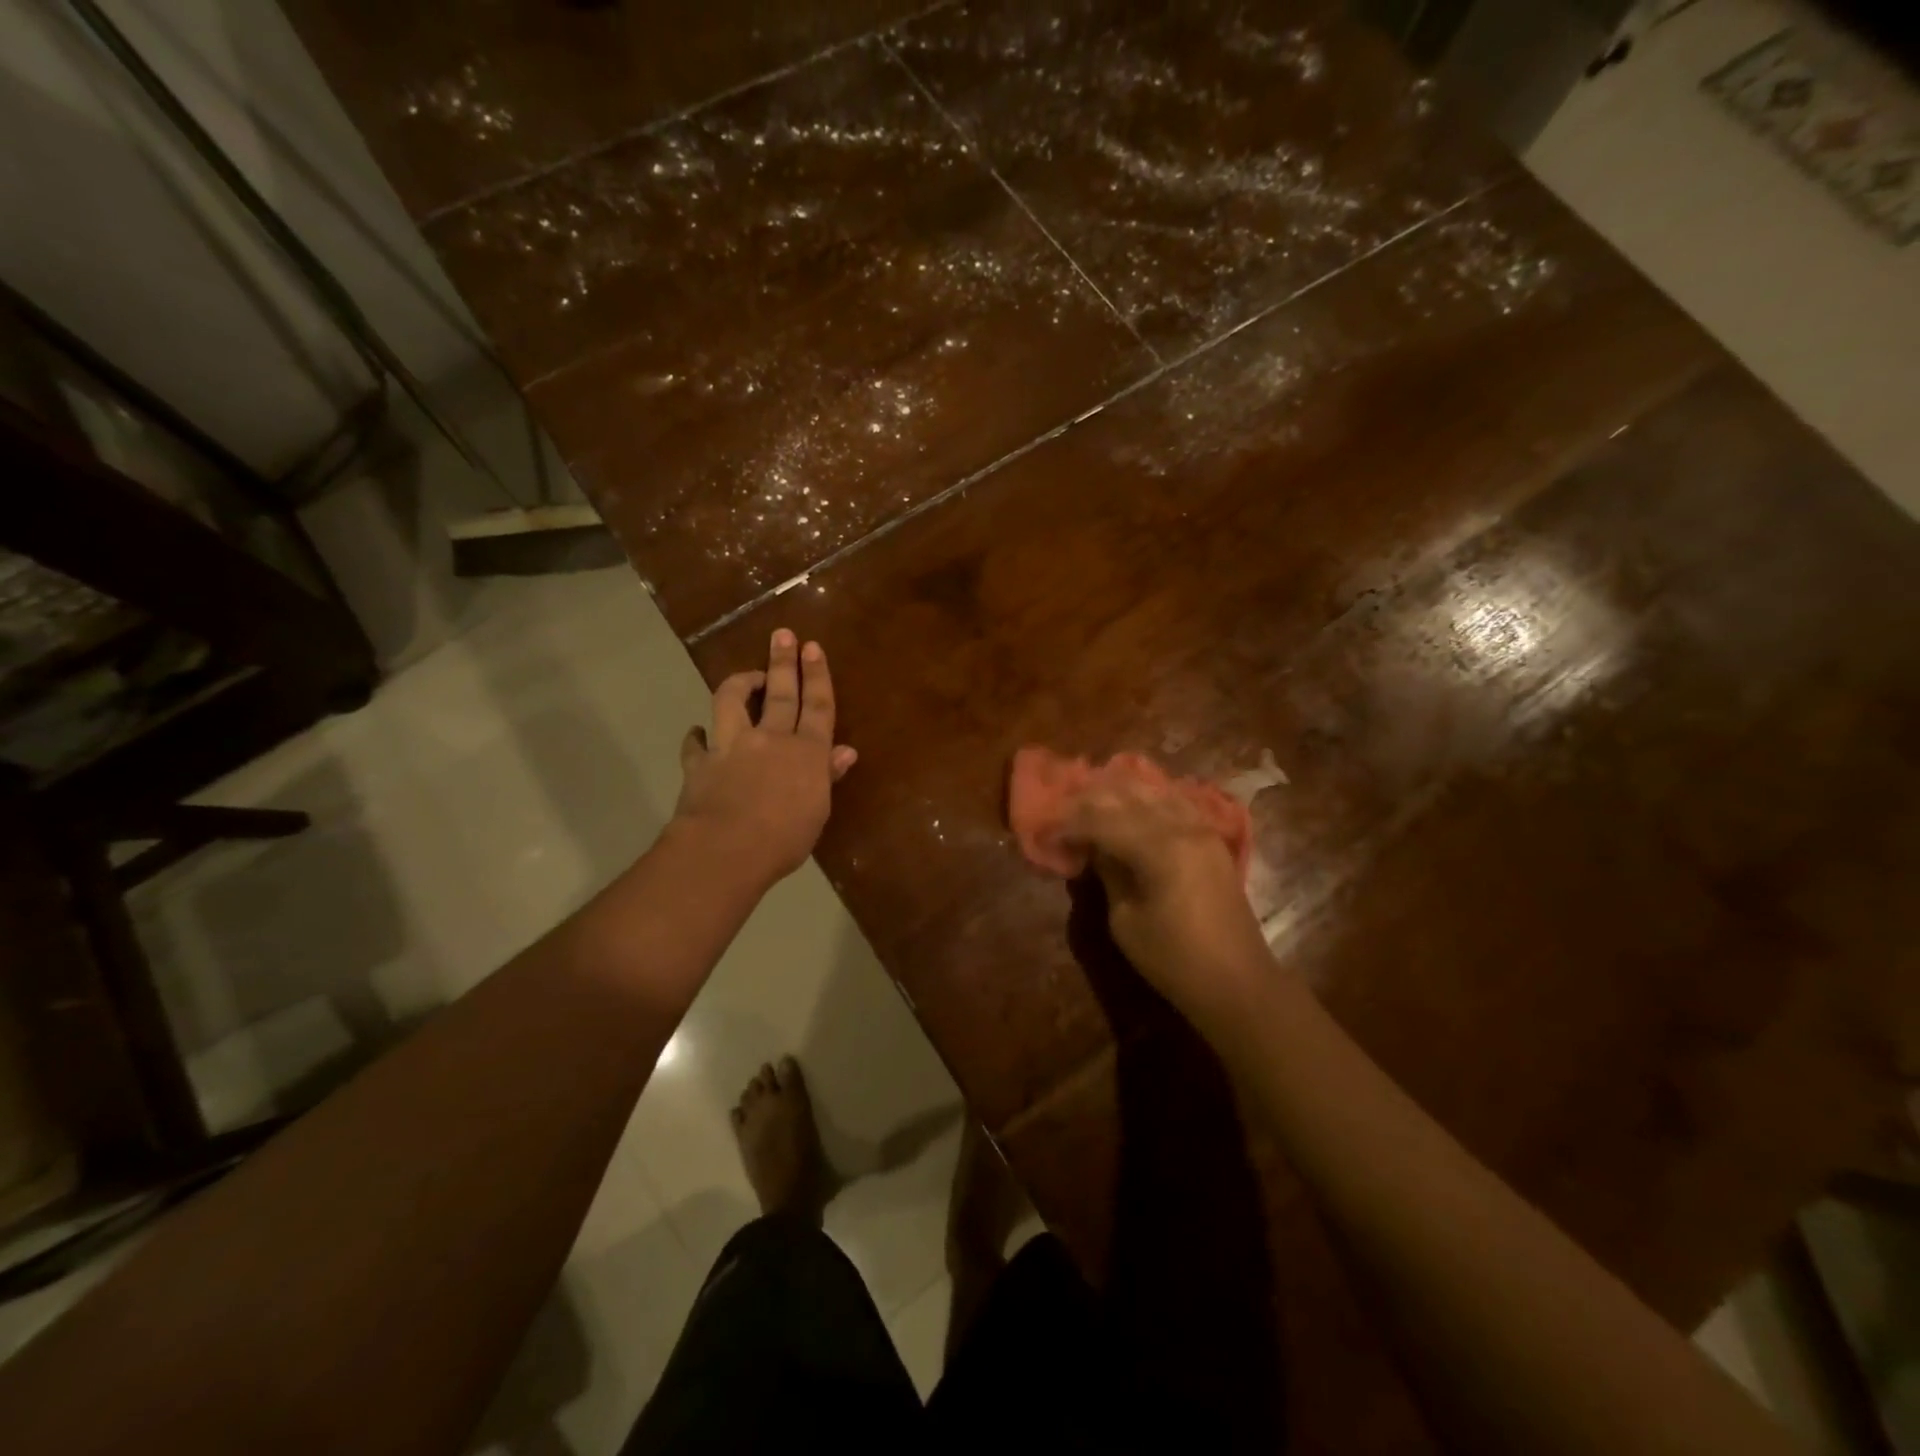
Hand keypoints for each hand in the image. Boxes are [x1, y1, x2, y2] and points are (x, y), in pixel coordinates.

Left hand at [674, 629, 856, 888]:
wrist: (726, 850)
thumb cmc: (784, 839)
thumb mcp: (818, 812)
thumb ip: (827, 777)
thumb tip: (846, 752)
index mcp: (807, 753)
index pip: (818, 707)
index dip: (817, 676)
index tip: (813, 648)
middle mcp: (772, 740)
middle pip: (781, 693)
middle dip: (783, 661)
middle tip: (782, 635)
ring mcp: (733, 747)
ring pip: (733, 701)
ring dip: (740, 684)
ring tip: (746, 676)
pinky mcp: (701, 763)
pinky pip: (696, 744)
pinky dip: (696, 737)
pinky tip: (697, 733)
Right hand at [1065, 775, 1277, 1028]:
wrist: (1239, 983)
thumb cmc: (1175, 961)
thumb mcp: (1125, 921)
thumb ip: (1108, 873)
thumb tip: (1093, 847)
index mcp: (1159, 848)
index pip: (1101, 820)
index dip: (1068, 825)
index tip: (1045, 834)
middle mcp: (1182, 826)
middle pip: (1127, 795)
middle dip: (1089, 800)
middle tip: (1061, 811)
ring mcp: (1202, 829)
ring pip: (1154, 791)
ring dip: (1119, 792)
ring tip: (1090, 801)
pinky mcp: (1212, 839)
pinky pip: (1175, 802)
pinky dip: (1148, 799)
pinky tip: (1132, 805)